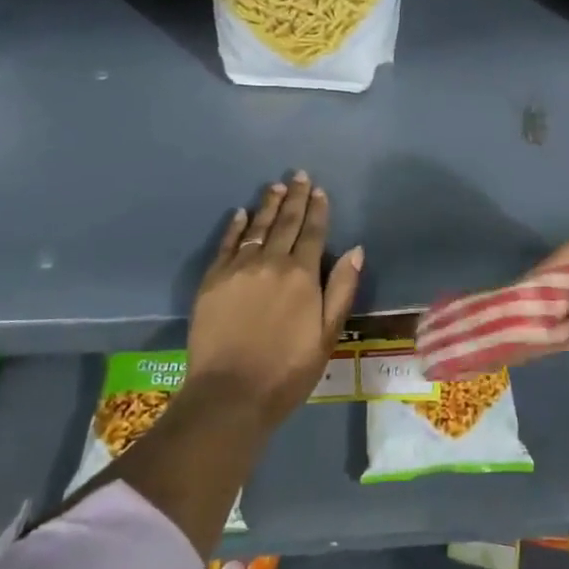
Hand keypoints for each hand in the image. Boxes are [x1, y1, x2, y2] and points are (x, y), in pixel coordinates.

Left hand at [184, 172, 363, 428]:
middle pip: (286, 222)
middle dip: (295, 197)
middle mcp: (271, 262)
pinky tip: (240, 214)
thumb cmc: (288, 370)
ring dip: (268, 205)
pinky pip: (226, 244)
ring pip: (256, 227)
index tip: (320, 190)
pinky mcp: (212, 280)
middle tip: (299, 175)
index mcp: (302, 275)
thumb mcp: (327, 335)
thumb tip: (356, 250)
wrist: (230, 394)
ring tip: (276, 187)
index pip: (313, 233)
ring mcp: (238, 269)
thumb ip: (341, 290)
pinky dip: (235, 227)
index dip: (318, 210)